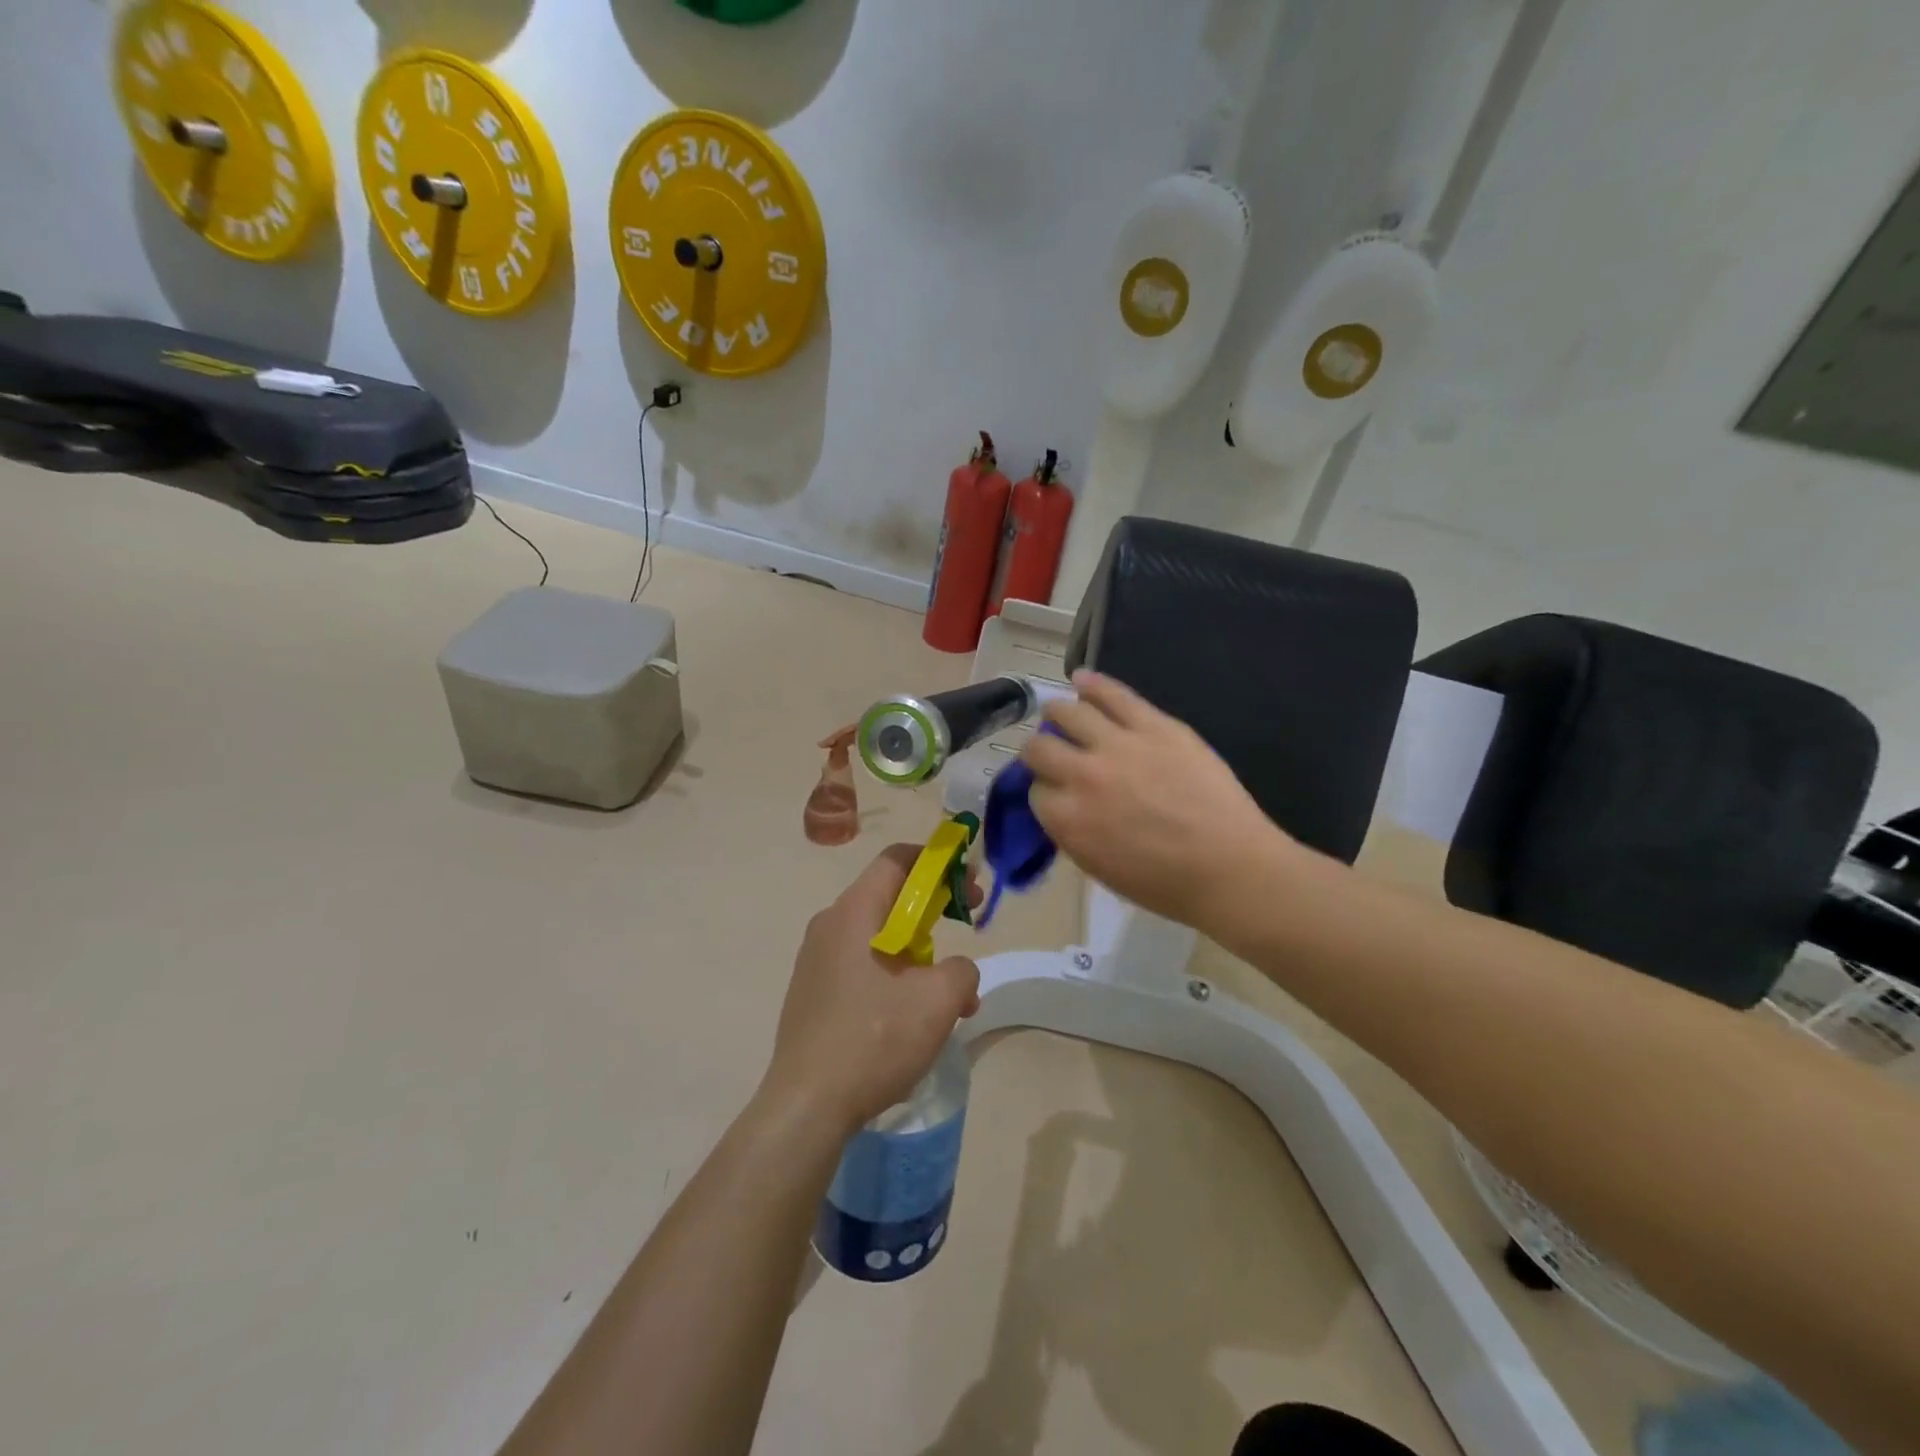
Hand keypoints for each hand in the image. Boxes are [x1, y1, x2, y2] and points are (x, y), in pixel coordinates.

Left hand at [764, 844, 981, 1133]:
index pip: (897, 859)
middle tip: (966, 925)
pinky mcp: (812, 992)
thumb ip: (961, 970)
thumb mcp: (937, 1000)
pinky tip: (914, 1017)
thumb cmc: (873, 1040)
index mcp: (854, 912)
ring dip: (919, 951)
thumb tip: (956, 972)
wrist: (806, 1106)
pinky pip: (861, 965)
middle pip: (889, 896)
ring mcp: (816, 960)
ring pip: (879, 936)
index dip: (938, 862)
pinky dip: (894, 974)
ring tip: (950, 994)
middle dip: (934, 908)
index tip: (969, 883)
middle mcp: (829, 925)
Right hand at [1024, 670, 1303, 929]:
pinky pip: (1113, 694)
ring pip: (1068, 713)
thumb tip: (1064, 804)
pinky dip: (1092, 684)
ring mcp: (1118, 745)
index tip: (1055, 791)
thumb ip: (1072, 830)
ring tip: (1061, 714)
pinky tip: (1081, 679)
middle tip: (1051, 753)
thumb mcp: (1098, 866)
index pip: (1034, 791)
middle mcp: (1082, 776)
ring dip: (1058, 714)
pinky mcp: (1154, 725)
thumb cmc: (1164, 883)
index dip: (1044, 790)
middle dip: (1040, 751)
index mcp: (1067, 819)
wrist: (1229, 867)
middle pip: (1039, 749)